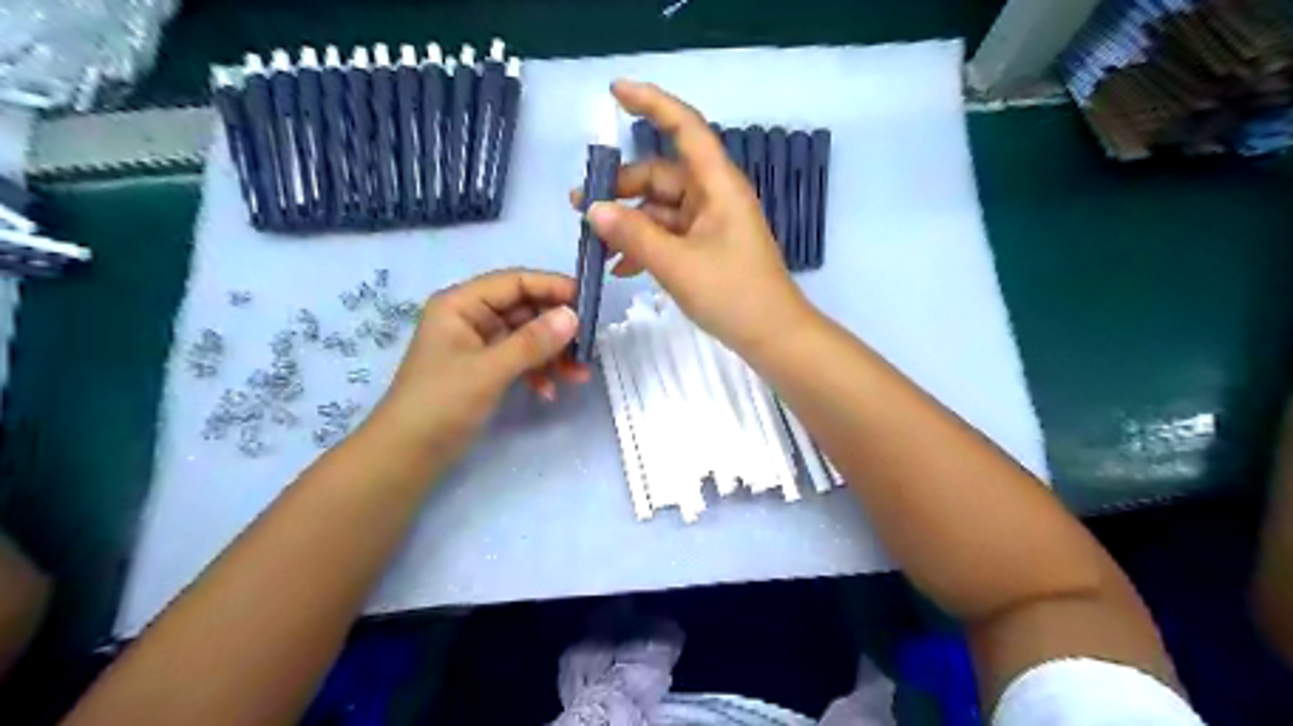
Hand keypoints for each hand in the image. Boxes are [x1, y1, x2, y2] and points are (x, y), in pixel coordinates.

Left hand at [372, 269, 589, 462]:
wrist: (407, 455)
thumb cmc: (441, 404)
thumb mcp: (488, 370)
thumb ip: (532, 342)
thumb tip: (574, 316)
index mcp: (461, 304)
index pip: (515, 282)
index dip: (553, 288)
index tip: (589, 303)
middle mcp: (471, 317)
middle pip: (525, 309)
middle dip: (558, 328)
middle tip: (589, 346)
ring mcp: (479, 344)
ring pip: (527, 336)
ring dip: (553, 354)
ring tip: (578, 375)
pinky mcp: (485, 368)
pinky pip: (521, 359)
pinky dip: (538, 372)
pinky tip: (549, 392)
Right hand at [577, 80, 817, 357]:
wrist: (773, 336)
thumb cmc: (733, 294)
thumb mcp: (676, 264)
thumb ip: (633, 234)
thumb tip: (593, 209)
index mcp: (717, 185)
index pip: (684, 128)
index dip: (651, 103)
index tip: (614, 92)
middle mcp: (714, 196)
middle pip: (661, 175)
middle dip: (621, 187)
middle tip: (579, 207)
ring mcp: (711, 223)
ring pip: (661, 208)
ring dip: (628, 223)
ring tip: (594, 244)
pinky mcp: (707, 248)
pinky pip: (669, 235)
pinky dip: (645, 245)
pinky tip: (620, 267)